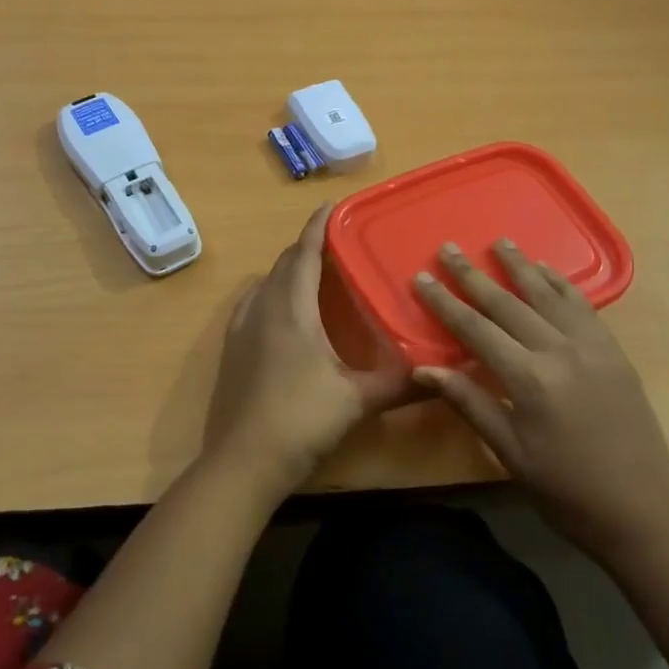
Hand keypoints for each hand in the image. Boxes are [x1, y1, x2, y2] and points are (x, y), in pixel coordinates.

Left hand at [203, 204, 412, 494]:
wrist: (241, 463)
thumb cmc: (300, 420)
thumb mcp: (356, 401)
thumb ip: (398, 383)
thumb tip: (439, 372)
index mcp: (292, 309)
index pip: (305, 255)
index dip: (318, 228)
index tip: (331, 206)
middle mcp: (263, 308)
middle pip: (284, 264)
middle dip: (307, 248)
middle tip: (333, 244)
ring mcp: (241, 329)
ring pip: (265, 283)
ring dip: (287, 270)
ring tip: (311, 273)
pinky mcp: (230, 350)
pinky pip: (252, 304)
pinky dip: (270, 293)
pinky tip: (279, 311)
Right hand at [413, 240, 668, 562]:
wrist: (643, 513)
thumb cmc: (566, 491)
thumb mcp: (510, 453)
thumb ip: (469, 403)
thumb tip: (423, 369)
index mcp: (529, 380)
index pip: (475, 329)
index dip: (445, 302)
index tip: (422, 277)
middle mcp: (559, 352)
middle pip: (507, 303)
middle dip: (473, 275)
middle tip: (448, 248)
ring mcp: (591, 348)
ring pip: (547, 295)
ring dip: (520, 266)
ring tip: (499, 242)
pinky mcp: (614, 352)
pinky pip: (584, 307)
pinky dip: (562, 284)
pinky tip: (547, 271)